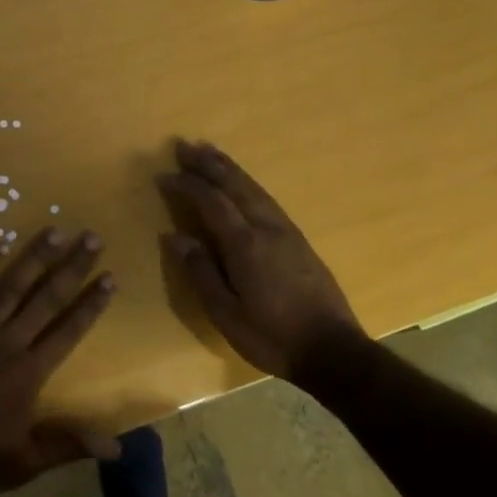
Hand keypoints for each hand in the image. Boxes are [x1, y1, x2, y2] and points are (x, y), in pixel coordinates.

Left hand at [0, 227, 117, 493]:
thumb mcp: (26, 461)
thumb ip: (70, 443)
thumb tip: (119, 446)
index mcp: (30, 371)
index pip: (68, 329)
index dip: (90, 303)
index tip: (109, 277)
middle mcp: (8, 341)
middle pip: (47, 298)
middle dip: (72, 267)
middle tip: (92, 238)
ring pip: (11, 285)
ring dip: (34, 256)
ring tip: (55, 229)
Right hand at [159, 140, 369, 382]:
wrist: (333, 350)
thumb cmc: (272, 337)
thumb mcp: (226, 314)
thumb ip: (200, 272)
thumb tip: (174, 236)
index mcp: (245, 244)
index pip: (211, 202)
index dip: (187, 185)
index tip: (164, 175)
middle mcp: (266, 227)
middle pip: (234, 185)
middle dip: (208, 164)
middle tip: (184, 145)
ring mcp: (286, 231)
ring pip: (254, 188)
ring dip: (229, 167)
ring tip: (210, 152)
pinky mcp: (299, 240)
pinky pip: (267, 198)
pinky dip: (247, 183)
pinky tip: (242, 184)